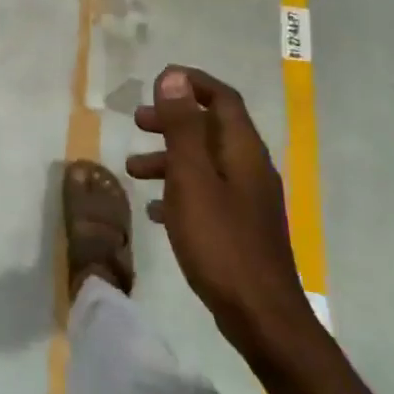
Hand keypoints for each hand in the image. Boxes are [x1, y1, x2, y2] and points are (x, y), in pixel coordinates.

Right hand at [126, 67, 318, 359]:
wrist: (261, 316)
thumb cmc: (221, 241)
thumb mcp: (191, 178)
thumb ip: (182, 127)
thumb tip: (174, 77)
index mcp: (242, 151)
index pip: (222, 98)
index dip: (192, 84)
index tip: (157, 81)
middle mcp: (249, 168)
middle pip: (211, 129)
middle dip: (173, 120)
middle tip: (138, 121)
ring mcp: (247, 201)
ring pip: (204, 163)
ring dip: (169, 158)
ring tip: (133, 169)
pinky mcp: (239, 228)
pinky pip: (205, 195)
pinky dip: (178, 191)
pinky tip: (153, 210)